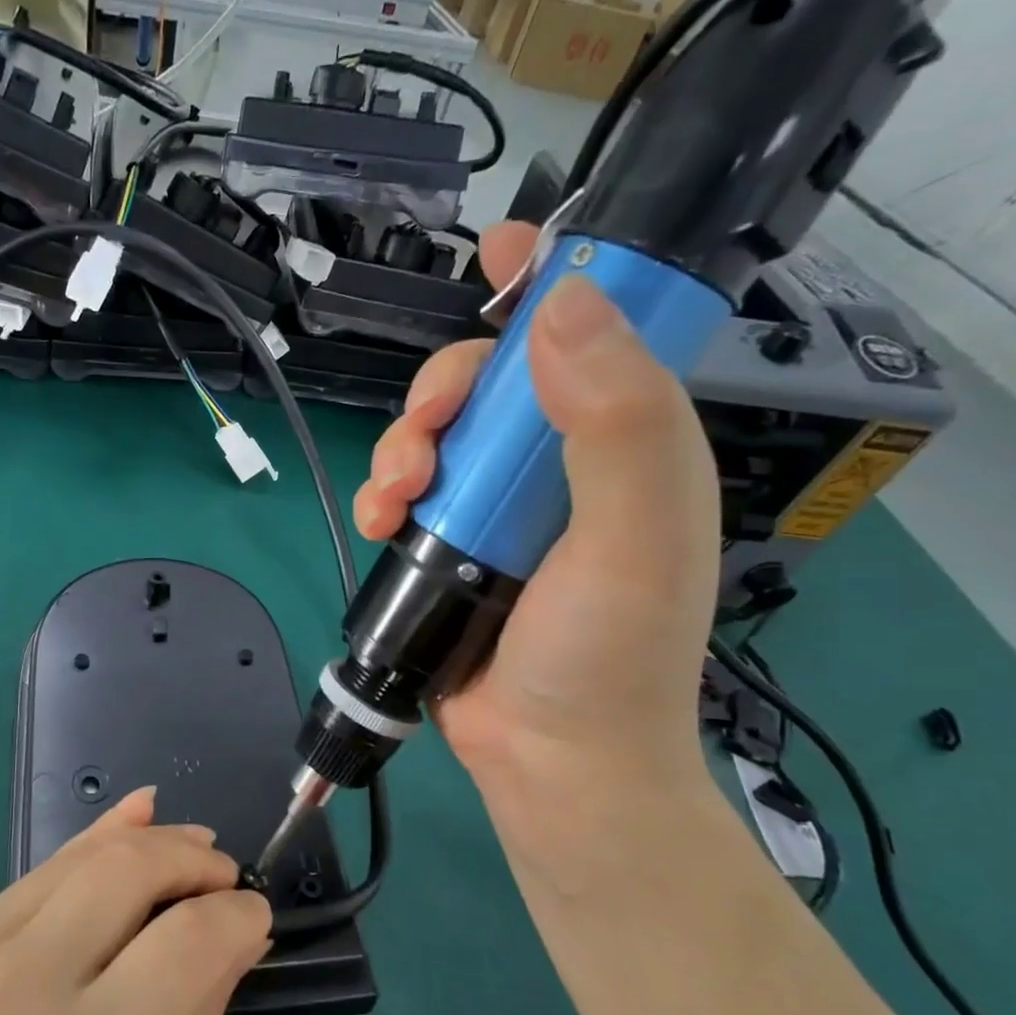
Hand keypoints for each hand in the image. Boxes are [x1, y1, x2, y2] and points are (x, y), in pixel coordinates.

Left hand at [0, 790, 270, 1014]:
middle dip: (191, 859)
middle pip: (127, 872)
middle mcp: (21, 988)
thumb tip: (243, 931)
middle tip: (226, 873)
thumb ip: (199, 1012)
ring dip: (148, 839)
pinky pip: (40, 874)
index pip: (185, 942)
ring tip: (194, 842)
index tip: (257, 913)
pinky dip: (95, 841)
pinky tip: (135, 817)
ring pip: (81, 857)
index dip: (236, 914)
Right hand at [353, 224, 723, 875]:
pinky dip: (385, 491)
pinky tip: (380, 518)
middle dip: (445, 389)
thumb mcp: (634, 538)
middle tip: (427, 431)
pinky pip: (409, 489)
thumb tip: (563, 305)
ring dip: (403, 446)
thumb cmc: (606, 656)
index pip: (595, 334)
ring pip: (439, 433)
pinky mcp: (453, 545)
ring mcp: (502, 507)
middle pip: (493, 381)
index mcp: (627, 444)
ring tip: (395, 495)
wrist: (552, 764)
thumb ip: (617, 423)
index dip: (552, 280)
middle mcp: (564, 465)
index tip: (500, 250)